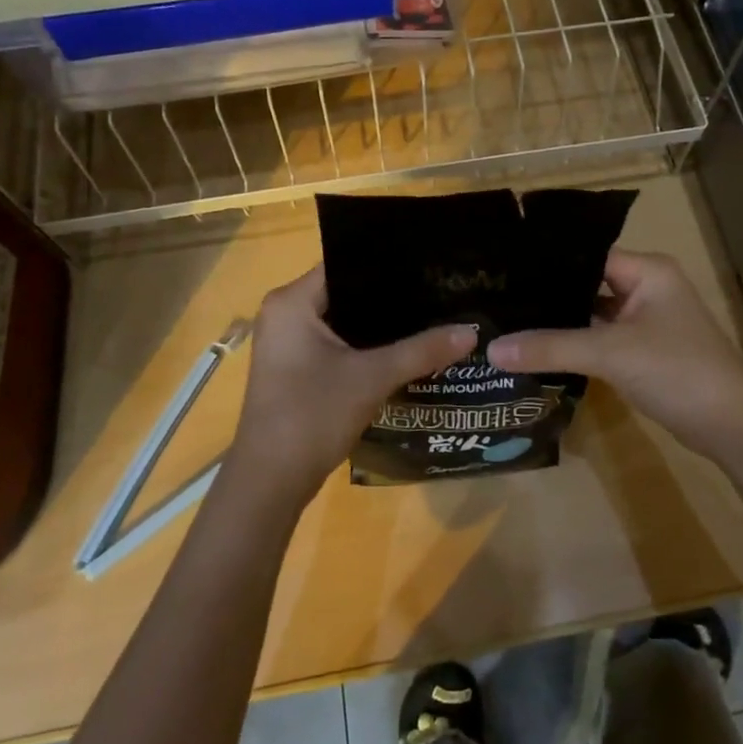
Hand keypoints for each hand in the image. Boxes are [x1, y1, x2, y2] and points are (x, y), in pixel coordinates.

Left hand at [224, 266, 475, 508]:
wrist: (271, 481)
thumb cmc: (312, 415)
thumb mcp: (372, 378)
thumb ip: (422, 350)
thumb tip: (471, 331)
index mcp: (291, 302)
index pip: (346, 263)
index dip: (388, 262)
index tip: (430, 263)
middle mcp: (285, 314)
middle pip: (348, 292)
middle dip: (392, 295)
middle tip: (440, 289)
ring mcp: (289, 344)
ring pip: (345, 321)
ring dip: (382, 325)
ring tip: (432, 314)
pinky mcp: (297, 369)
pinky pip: (339, 344)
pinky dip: (368, 347)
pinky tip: (407, 349)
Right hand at [488, 249, 742, 459]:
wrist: (731, 425)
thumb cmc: (676, 370)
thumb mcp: (610, 354)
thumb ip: (551, 347)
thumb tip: (491, 350)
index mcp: (647, 271)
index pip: (586, 255)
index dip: (546, 264)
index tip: (501, 271)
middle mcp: (647, 288)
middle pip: (587, 284)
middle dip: (547, 295)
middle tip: (495, 297)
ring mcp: (646, 322)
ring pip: (592, 314)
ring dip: (560, 322)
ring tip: (507, 321)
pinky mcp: (643, 351)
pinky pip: (601, 339)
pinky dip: (575, 345)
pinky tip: (538, 350)